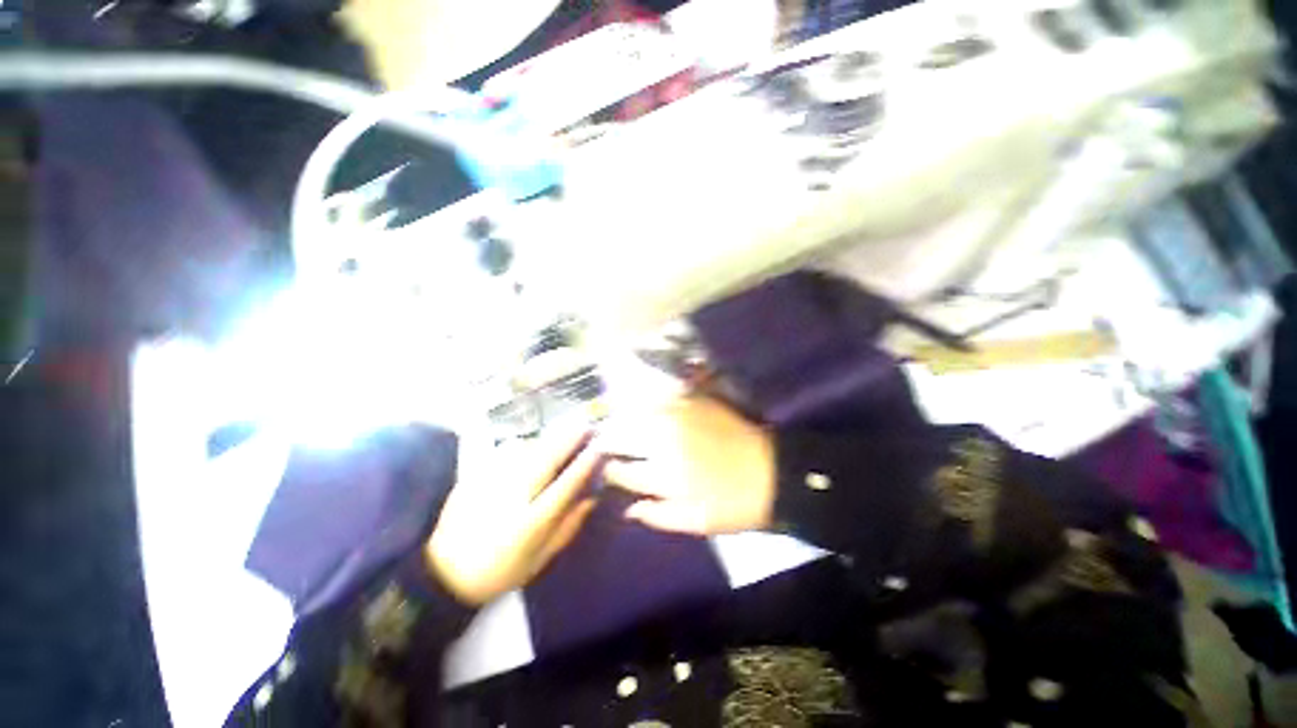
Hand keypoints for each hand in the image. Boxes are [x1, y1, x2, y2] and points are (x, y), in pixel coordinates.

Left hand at [427, 426, 601, 605]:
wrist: (444, 573)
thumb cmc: (499, 571)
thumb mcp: (539, 560)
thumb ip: (568, 527)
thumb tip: (591, 498)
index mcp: (530, 524)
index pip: (563, 488)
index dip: (583, 467)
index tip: (597, 450)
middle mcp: (511, 498)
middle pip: (545, 460)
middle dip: (568, 440)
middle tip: (585, 425)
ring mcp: (490, 484)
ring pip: (525, 451)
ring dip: (547, 439)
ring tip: (562, 432)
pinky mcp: (475, 475)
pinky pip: (505, 452)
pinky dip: (524, 444)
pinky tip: (530, 445)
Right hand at [600, 397, 776, 535]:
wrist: (771, 472)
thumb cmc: (732, 503)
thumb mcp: (695, 522)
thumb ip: (657, 515)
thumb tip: (628, 509)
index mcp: (663, 475)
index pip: (622, 472)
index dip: (610, 470)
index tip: (604, 467)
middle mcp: (665, 442)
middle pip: (624, 436)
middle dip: (609, 439)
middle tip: (601, 441)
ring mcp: (679, 418)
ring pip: (638, 412)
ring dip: (624, 417)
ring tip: (616, 420)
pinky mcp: (695, 402)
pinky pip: (663, 396)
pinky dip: (649, 401)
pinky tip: (645, 404)